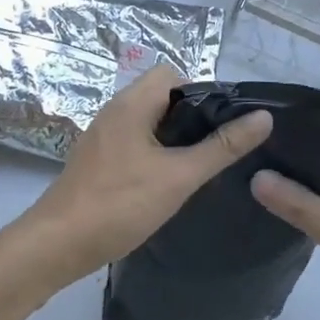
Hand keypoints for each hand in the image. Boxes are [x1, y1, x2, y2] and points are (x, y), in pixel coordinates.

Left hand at [22, 64, 272, 288]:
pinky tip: (167, 184)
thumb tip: (263, 117)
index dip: (200, 92)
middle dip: (191, 119)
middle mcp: (114, 111)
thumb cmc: (119, 203)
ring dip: (173, 140)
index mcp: (131, 103)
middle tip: (215, 150)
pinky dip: (154, 155)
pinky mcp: (97, 161)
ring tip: (197, 168)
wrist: (56, 245)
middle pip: (161, 97)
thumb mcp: (179, 176)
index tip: (221, 125)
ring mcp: (103, 137)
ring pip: (148, 123)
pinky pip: (134, 143)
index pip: (172, 73)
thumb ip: (221, 147)